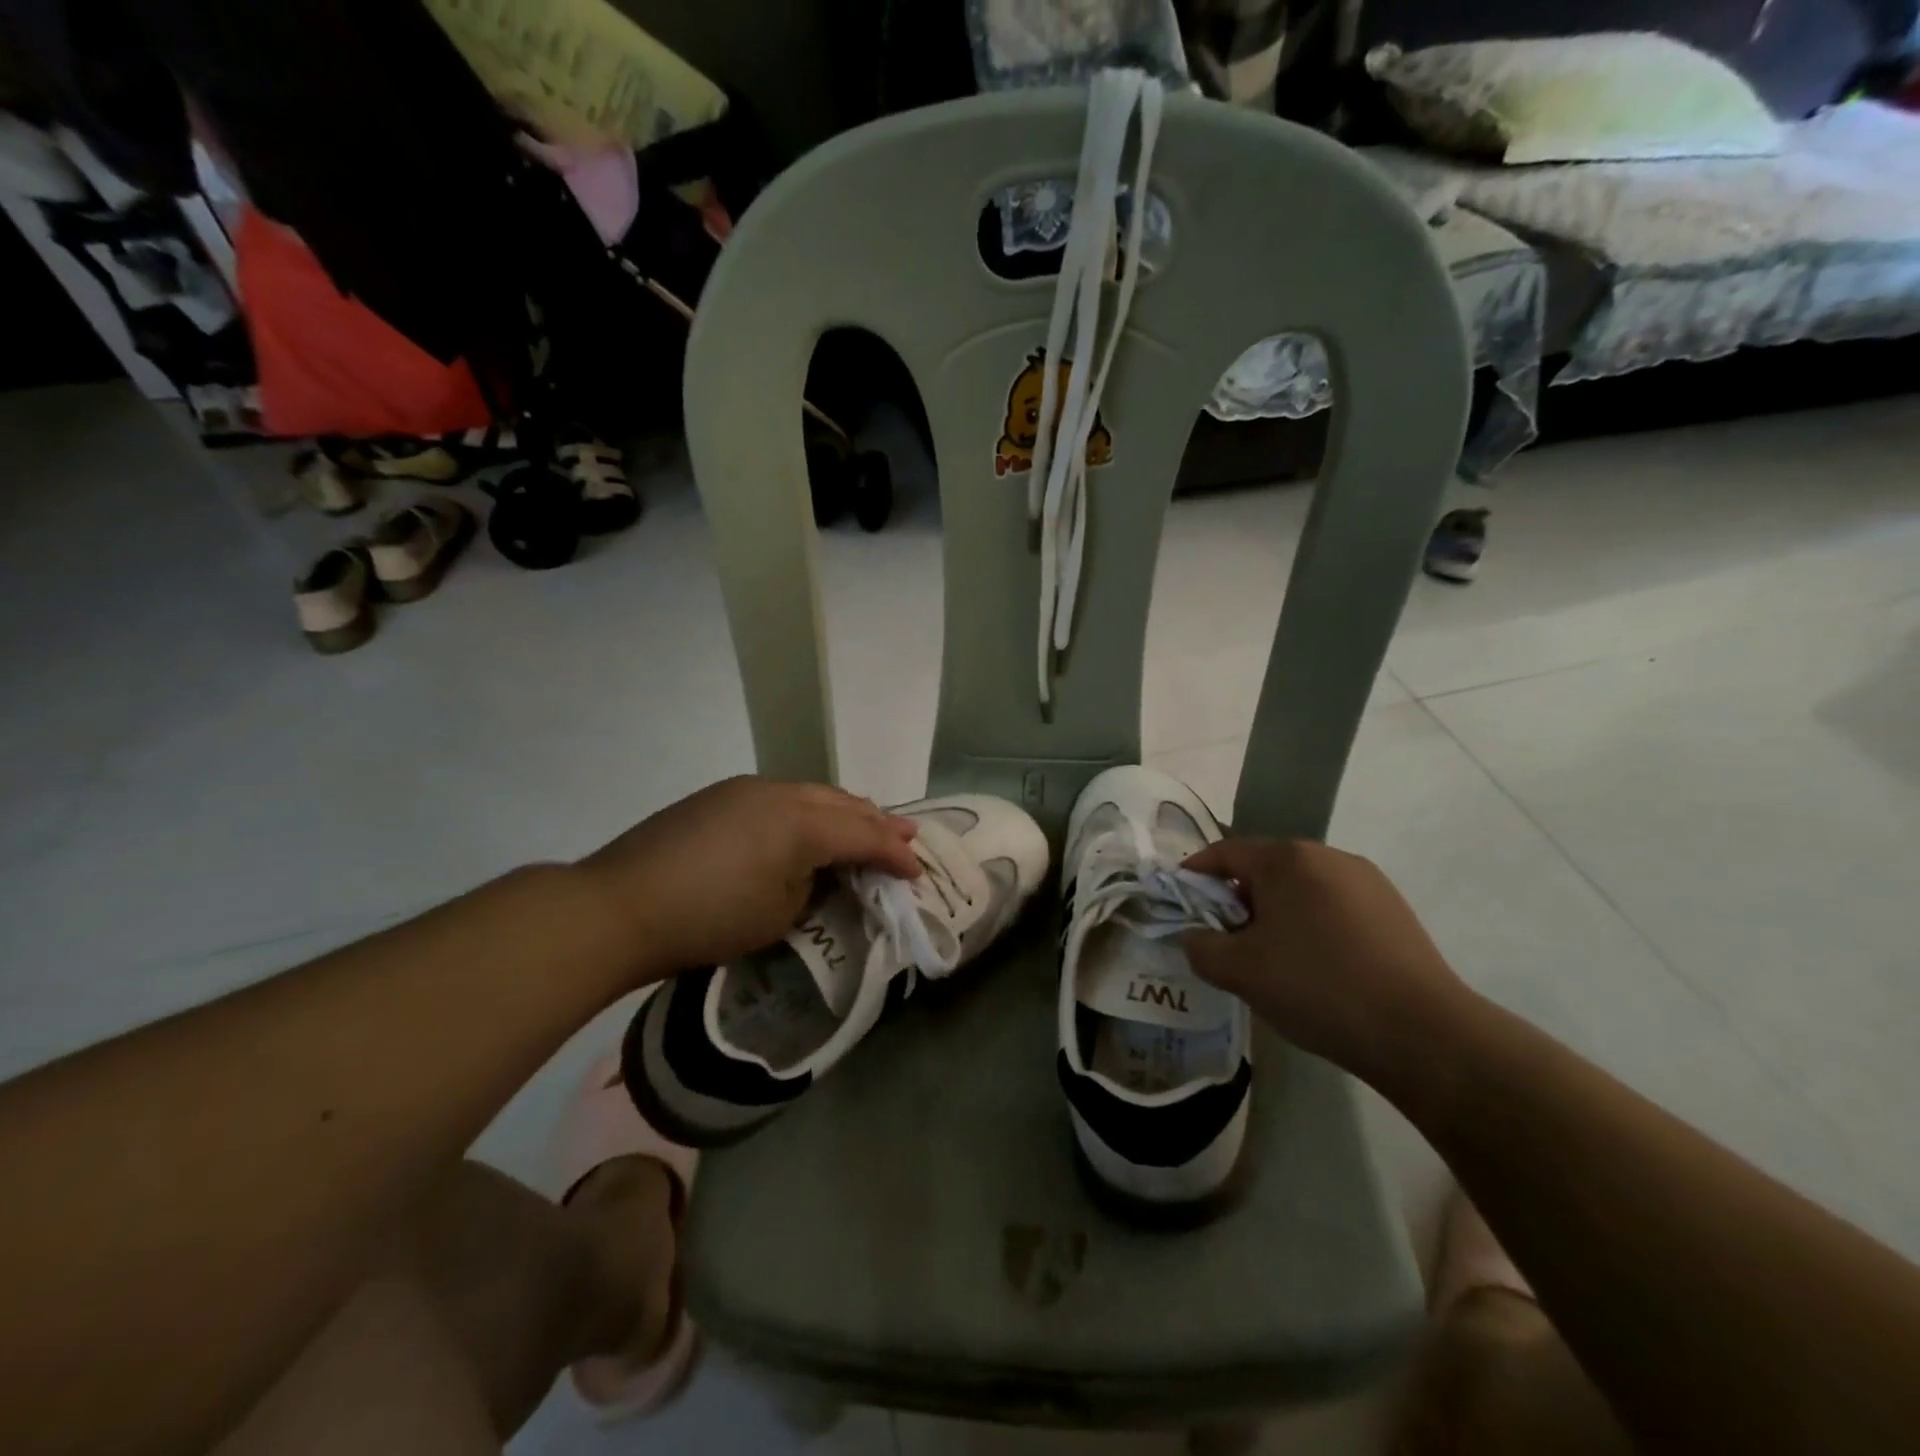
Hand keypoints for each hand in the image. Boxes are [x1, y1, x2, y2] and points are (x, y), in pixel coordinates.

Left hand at [577, 777, 920, 982]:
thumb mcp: (779, 915)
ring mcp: (748, 789)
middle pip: (844, 804)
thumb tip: (820, 871)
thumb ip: (814, 885)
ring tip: (869, 821)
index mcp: (801, 823)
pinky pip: (784, 796)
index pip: (863, 835)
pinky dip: (811, 809)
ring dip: (845, 810)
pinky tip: (813, 822)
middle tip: (908, 835)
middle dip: (878, 822)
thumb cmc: (708, 920)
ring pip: (814, 793)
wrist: (619, 906)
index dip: (894, 854)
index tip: (917, 872)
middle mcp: (781, 793)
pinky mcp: (722, 795)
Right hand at [1181, 838, 1472, 1088]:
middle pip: (1263, 868)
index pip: (1224, 853)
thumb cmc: (1317, 987)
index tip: (1178, 903)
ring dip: (1274, 913)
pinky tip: (1314, 966)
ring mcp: (1366, 881)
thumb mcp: (1239, 971)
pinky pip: (1332, 906)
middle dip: (1235, 899)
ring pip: (1300, 888)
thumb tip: (1193, 936)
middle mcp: (1327, 855)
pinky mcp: (1393, 910)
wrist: (1421, 1033)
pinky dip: (1310, 925)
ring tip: (1269, 958)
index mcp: (1286, 859)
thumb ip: (1199, 947)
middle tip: (1223, 939)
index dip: (1194, 875)